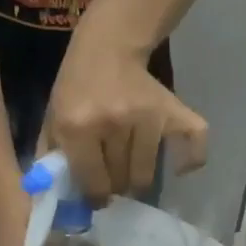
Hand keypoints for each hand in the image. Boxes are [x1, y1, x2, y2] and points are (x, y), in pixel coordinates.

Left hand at [42, 30, 207, 202]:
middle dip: (115, 186)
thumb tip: (57, 197)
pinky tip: (178, 168)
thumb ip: (52, 157)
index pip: (92, 183)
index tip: (97, 199)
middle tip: (112, 179)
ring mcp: (147, 117)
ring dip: (138, 177)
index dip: (94, 198)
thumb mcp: (53, 119)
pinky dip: (191, 158)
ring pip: (146, 173)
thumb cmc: (76, 87)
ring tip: (130, 169)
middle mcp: (113, 123)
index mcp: (78, 126)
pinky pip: (194, 142)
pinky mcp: (172, 110)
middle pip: (120, 181)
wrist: (108, 46)